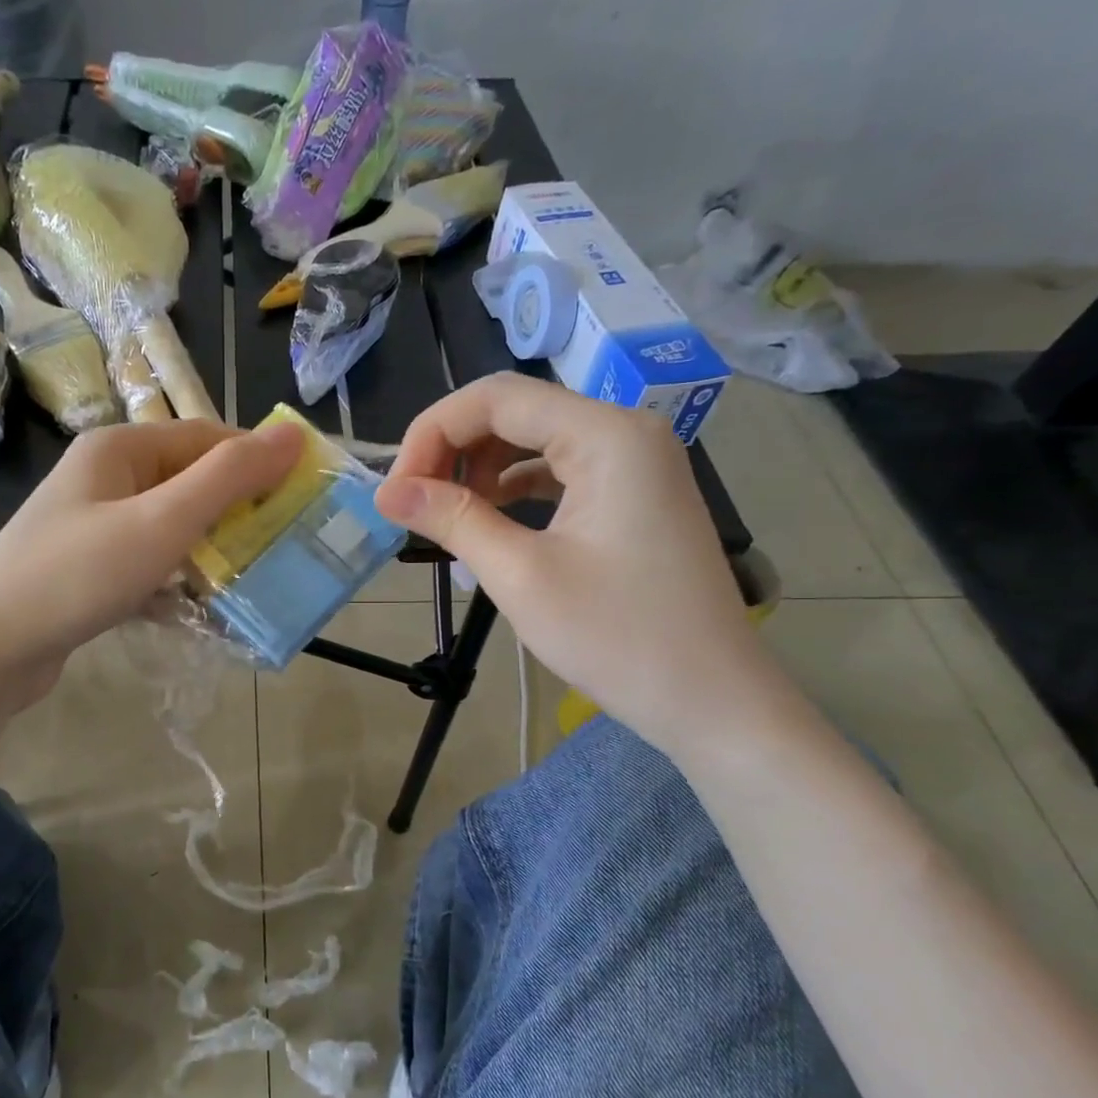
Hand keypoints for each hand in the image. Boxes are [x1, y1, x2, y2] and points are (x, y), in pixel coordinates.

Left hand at [0, 418, 303, 703]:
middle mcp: (107, 478)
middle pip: (191, 483)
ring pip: (173, 528)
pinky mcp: (92, 571)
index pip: (208, 439)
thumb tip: (292, 433)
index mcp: (121, 449)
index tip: (303, 498)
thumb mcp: (161, 521)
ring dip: (212, 552)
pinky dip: (179, 583)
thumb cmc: (77, 574)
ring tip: (256, 581)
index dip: (258, 462)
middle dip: (239, 513)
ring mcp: (96, 526)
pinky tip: (205, 612)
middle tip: (286, 546)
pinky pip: (151, 565)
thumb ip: (227, 478)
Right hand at [375, 373, 792, 758]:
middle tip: (412, 503)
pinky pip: (559, 471)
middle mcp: (625, 432)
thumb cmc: (616, 637)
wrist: (710, 698)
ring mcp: (635, 464)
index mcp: (606, 436)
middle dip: (452, 448)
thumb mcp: (521, 576)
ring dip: (479, 467)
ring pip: (535, 440)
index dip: (432, 433)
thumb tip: (387, 492)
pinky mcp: (633, 497)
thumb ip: (453, 520)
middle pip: (516, 411)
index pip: (496, 398)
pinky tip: (488, 517)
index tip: (396, 491)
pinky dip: (513, 487)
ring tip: (443, 512)